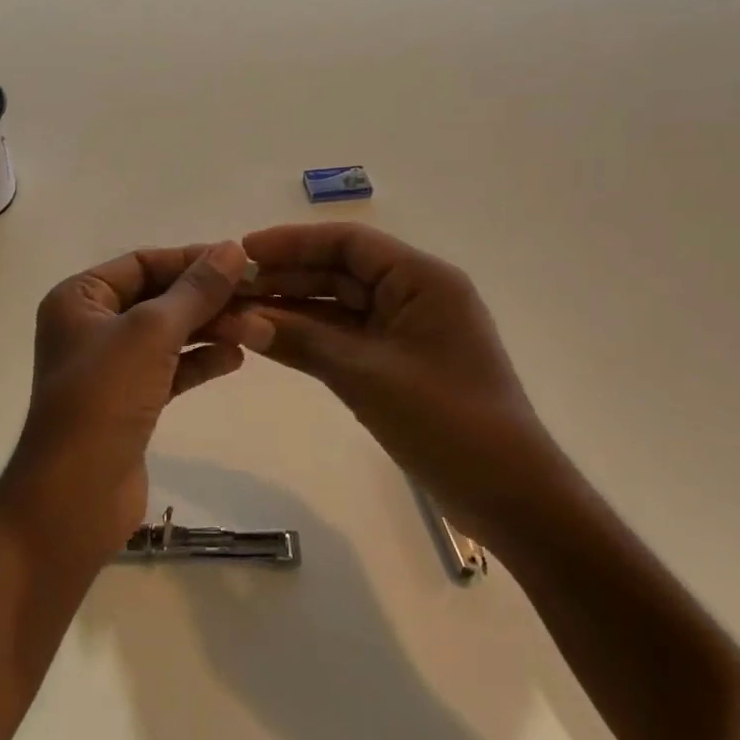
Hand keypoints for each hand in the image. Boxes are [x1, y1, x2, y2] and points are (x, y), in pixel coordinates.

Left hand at [0, 241, 248, 567]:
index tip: (241, 261)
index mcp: (79, 298)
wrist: (74, 498)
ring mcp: (108, 368)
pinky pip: (168, 370)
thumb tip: (233, 249)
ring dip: (208, 329)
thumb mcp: (151, 334)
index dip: (190, 259)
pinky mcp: (128, 403)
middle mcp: (90, 326)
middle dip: (205, 298)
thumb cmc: (103, 399)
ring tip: (256, 328)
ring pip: (166, 335)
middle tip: (258, 297)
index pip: (141, 263)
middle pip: (157, 298)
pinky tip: (235, 358)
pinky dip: (199, 362)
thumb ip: (195, 291)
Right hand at [218, 223, 570, 554]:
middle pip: (340, 271)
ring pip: (338, 306)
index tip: (244, 251)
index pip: (348, 242)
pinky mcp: (397, 363)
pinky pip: (345, 338)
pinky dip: (309, 338)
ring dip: (292, 308)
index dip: (293, 242)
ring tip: (238, 311)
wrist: (508, 496)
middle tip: (231, 287)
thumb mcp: (366, 374)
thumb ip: (302, 339)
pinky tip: (267, 338)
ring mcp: (405, 331)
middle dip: (286, 276)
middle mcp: (414, 295)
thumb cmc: (445, 421)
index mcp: (421, 280)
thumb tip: (239, 317)